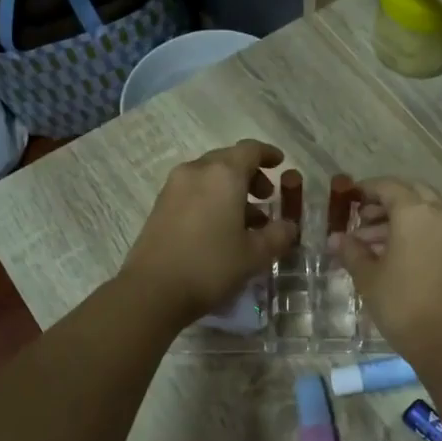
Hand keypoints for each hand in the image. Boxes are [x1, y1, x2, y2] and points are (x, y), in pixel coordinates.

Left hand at [118, 140, 297, 324]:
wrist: (153, 290)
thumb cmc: (211, 266)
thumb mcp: (255, 254)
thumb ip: (278, 235)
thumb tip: (289, 226)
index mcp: (223, 174)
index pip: (250, 150)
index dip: (268, 154)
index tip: (280, 164)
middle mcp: (196, 171)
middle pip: (228, 160)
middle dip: (250, 175)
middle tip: (267, 198)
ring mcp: (174, 187)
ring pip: (209, 177)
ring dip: (231, 190)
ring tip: (248, 221)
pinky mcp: (160, 206)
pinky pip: (194, 191)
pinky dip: (212, 199)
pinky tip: (221, 229)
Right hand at [336, 179, 441, 360]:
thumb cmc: (402, 303)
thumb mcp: (368, 277)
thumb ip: (352, 251)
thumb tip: (336, 238)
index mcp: (415, 212)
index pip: (389, 186)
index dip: (367, 189)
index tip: (350, 197)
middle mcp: (440, 214)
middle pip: (412, 194)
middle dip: (386, 202)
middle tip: (362, 218)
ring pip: (425, 214)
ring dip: (399, 221)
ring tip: (369, 243)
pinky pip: (436, 231)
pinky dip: (415, 234)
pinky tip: (393, 255)